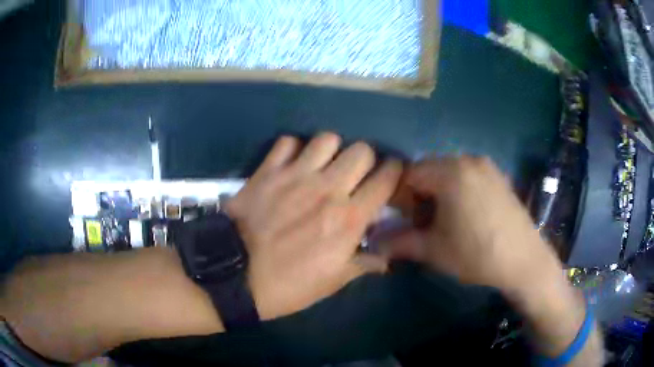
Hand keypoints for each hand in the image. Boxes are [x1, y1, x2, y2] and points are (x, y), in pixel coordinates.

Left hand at [226, 133, 401, 319]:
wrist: (235, 275)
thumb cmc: (288, 284)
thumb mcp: (332, 282)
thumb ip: (364, 265)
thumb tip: (385, 259)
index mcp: (349, 217)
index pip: (387, 178)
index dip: (395, 173)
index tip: (390, 177)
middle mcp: (327, 188)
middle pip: (362, 149)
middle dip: (365, 159)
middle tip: (355, 175)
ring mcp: (295, 175)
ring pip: (327, 139)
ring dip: (331, 151)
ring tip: (323, 166)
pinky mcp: (268, 171)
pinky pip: (288, 142)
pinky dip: (293, 149)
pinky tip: (291, 165)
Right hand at [387, 156, 562, 292]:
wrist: (524, 261)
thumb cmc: (477, 254)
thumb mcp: (434, 250)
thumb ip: (399, 243)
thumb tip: (374, 243)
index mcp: (450, 172)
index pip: (409, 173)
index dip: (399, 196)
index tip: (403, 220)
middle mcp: (468, 160)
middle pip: (430, 169)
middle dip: (419, 194)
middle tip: (423, 222)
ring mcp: (487, 166)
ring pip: (449, 171)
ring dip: (439, 191)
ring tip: (445, 220)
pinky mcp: (499, 176)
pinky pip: (469, 175)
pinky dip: (458, 189)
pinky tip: (466, 215)